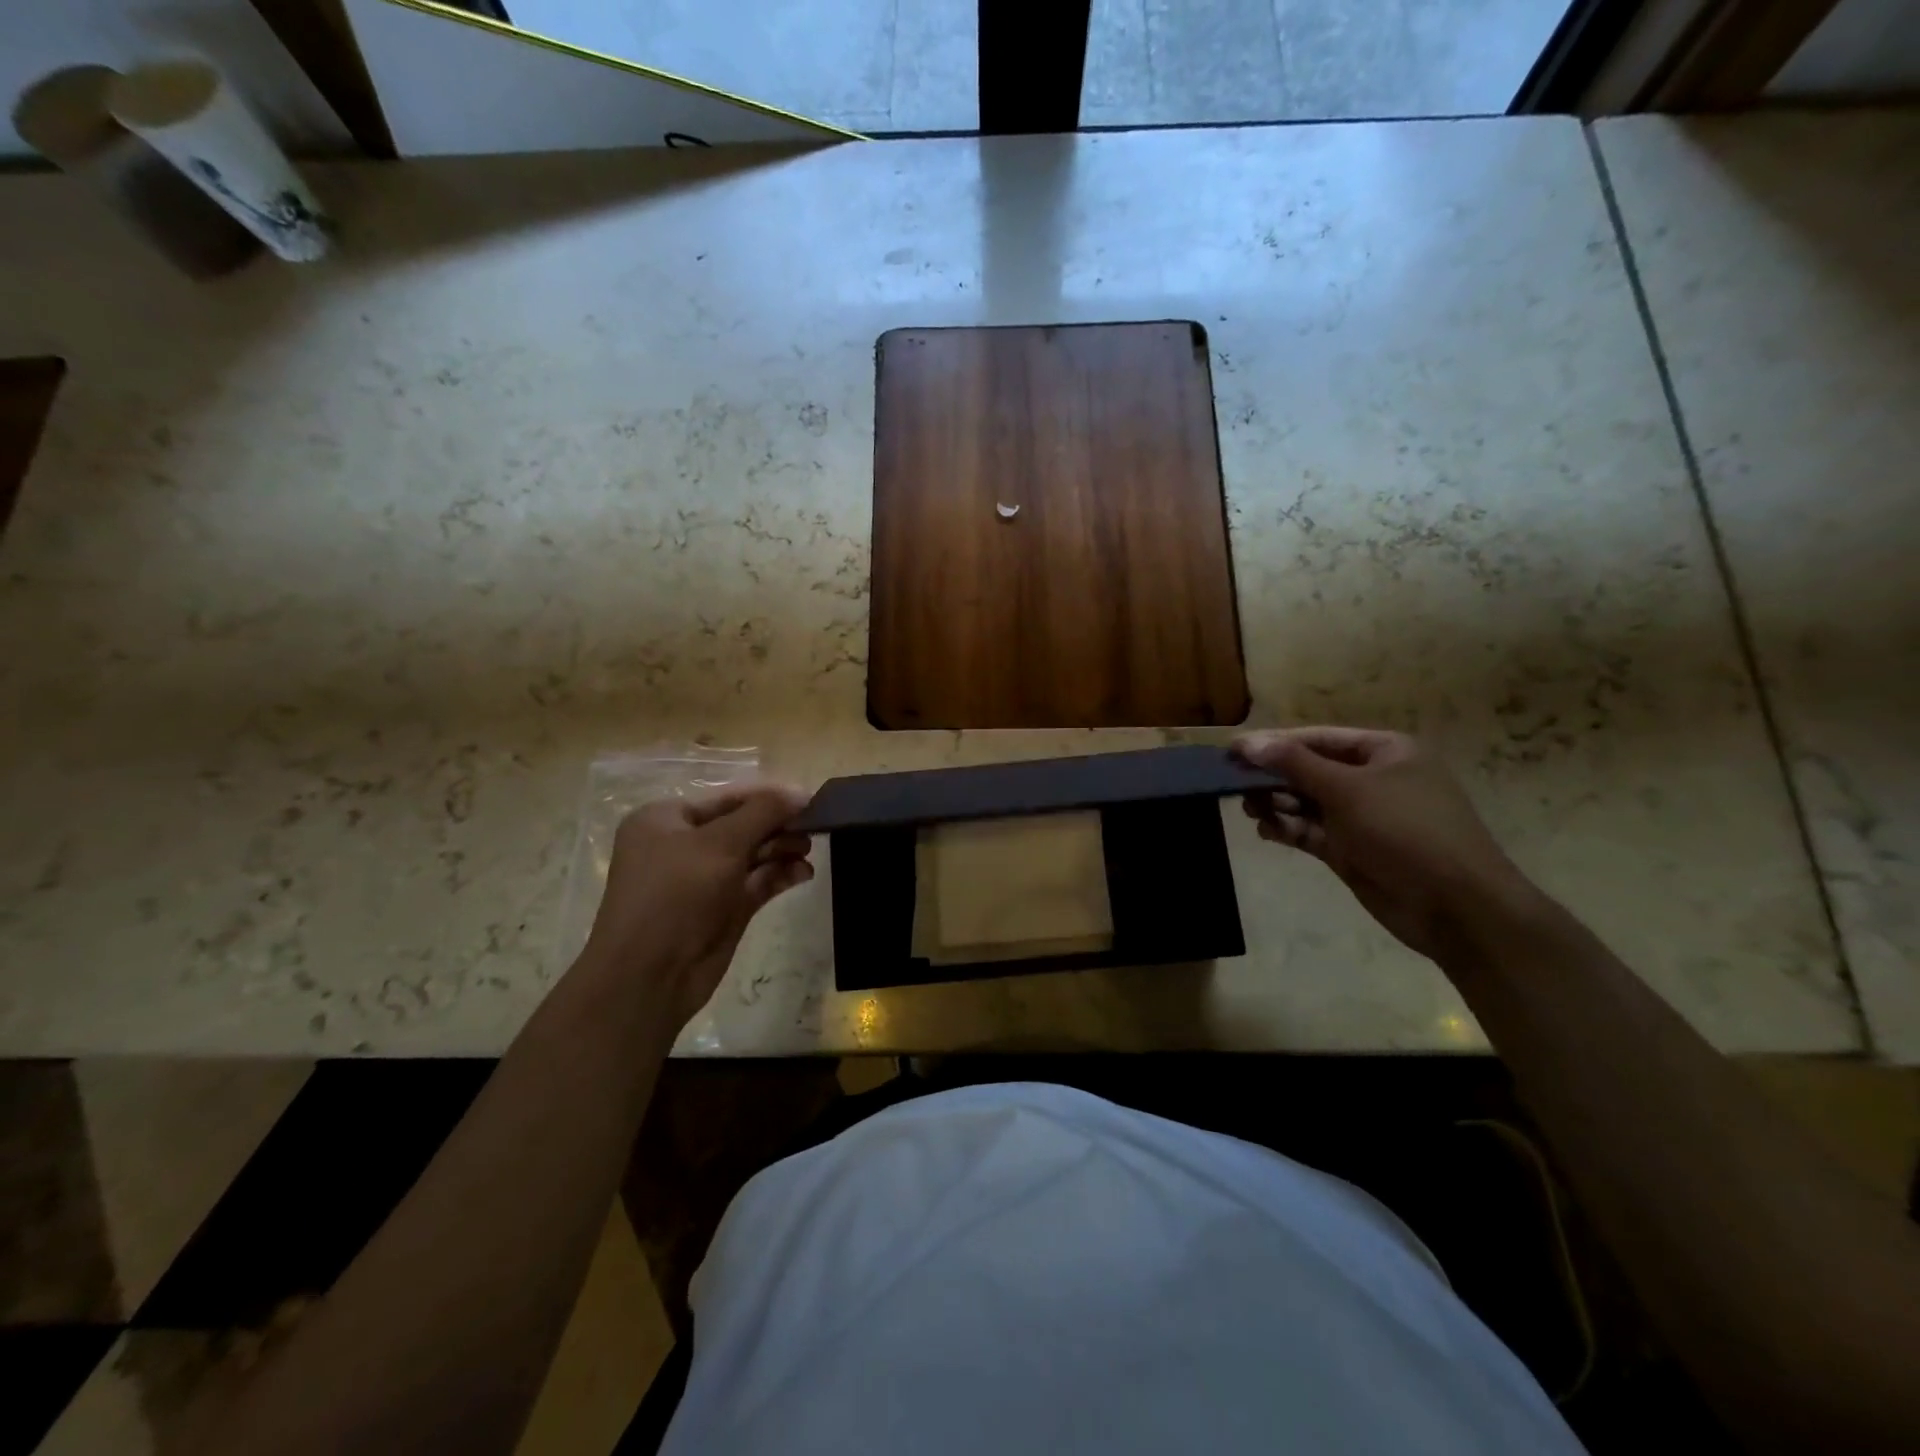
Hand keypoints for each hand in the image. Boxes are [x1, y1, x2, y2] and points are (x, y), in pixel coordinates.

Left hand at [581, 783, 813, 1029]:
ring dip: (782, 850)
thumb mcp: (720, 844)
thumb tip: (801, 793)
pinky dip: (780, 875)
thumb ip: (764, 813)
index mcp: (665, 820)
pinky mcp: (723, 909)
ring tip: (808, 851)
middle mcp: (683, 845)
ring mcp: (703, 880)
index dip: (769, 797)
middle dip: (778, 825)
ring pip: (753, 854)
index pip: (727, 798)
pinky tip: (804, 873)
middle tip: (815, 827)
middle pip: (743, 825)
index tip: (810, 799)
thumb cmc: (676, 895)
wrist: (649, 977)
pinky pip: (757, 883)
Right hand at [1233, 727, 1539, 966]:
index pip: (1317, 738)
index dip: (1274, 743)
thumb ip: (1294, 764)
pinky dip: (1287, 829)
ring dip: (1276, 804)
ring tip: (1249, 810)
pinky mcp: (1351, 850)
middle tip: (1233, 784)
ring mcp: (1362, 817)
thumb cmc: (1405, 831)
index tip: (1232, 751)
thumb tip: (1247, 742)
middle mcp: (1372, 779)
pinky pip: (1310, 831)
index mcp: (1384, 752)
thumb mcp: (1348, 789)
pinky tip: (1266, 831)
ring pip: (1306, 802)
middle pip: (1309, 770)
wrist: (1455, 906)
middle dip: (1272, 777)